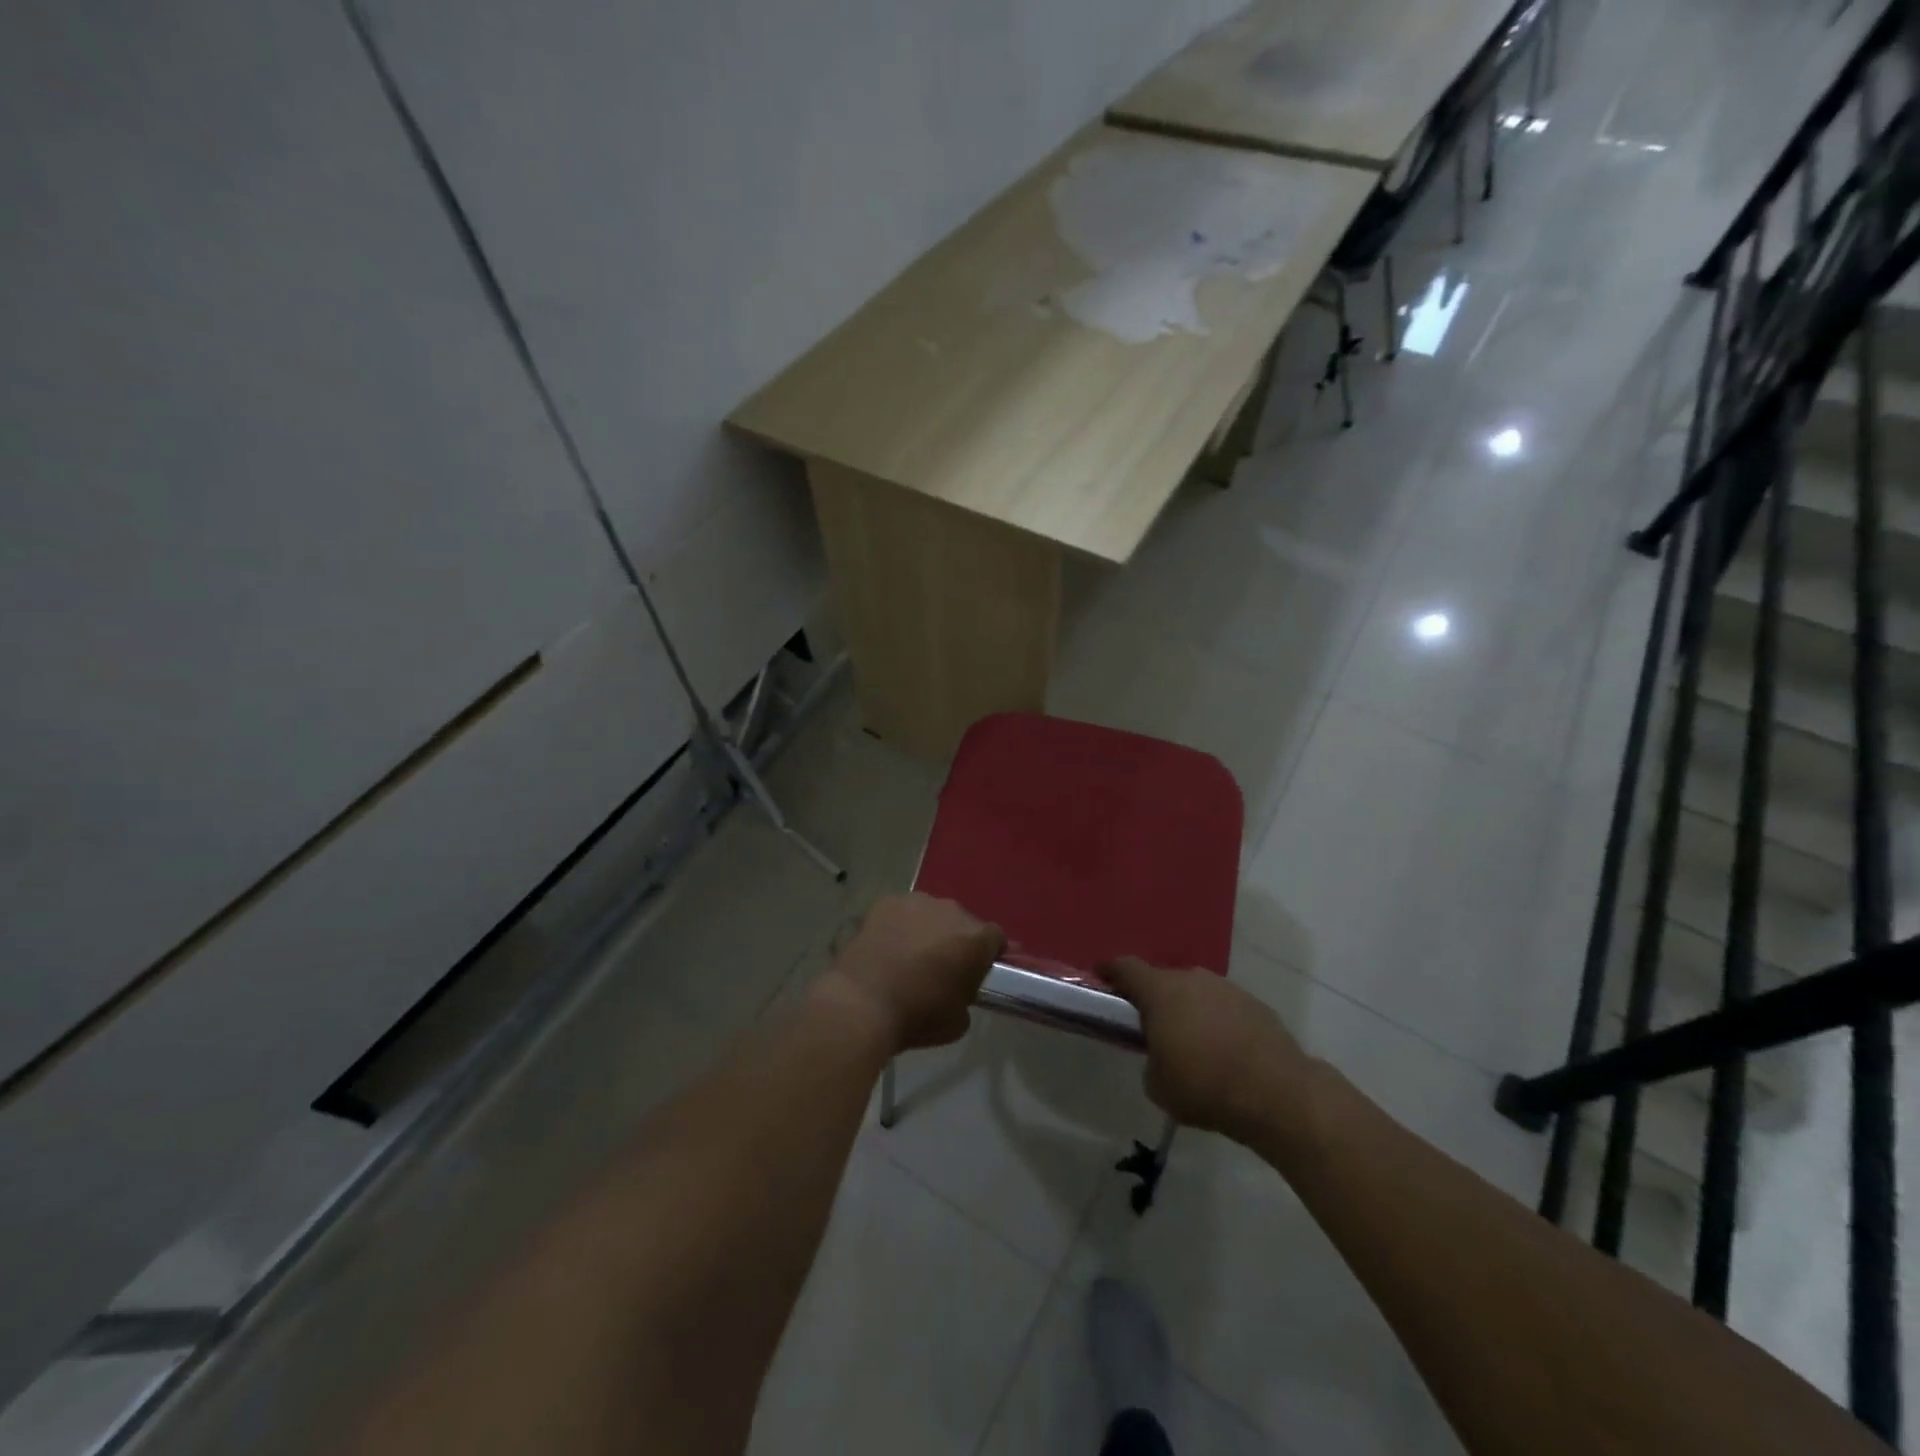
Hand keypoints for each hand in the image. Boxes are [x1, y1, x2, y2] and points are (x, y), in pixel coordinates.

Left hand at [817, 894, 1004, 1053]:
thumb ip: (967, 996)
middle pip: (963, 922)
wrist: (863, 1002)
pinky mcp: (887, 902)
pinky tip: (888, 946)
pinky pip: (903, 912)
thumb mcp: (959, 1021)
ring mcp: (918, 902)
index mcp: (976, 939)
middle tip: (941, 966)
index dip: (988, 955)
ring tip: (910, 955)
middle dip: (956, 940)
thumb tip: (958, 989)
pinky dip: (900, 925)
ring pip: (932, 913)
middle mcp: (952, 911)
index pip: (996, 938)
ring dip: (928, 930)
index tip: (977, 972)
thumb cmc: (917, 1015)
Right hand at [1102, 957, 1314, 1144]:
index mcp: (1160, 991)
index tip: (1101, 975)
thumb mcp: (1158, 1085)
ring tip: (1193, 1045)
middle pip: (1163, 981)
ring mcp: (1227, 988)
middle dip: (1154, 1000)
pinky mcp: (1255, 1005)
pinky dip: (1218, 1023)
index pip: (1126, 967)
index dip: (1110, 971)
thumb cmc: (1205, 1086)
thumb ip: (1151, 1061)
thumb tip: (1162, 1056)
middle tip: (1152, 1027)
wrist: (1278, 1094)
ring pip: (1196, 993)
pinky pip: (1224, 1008)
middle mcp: (1192, 979)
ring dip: (1189, 1011)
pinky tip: (1225, 1053)